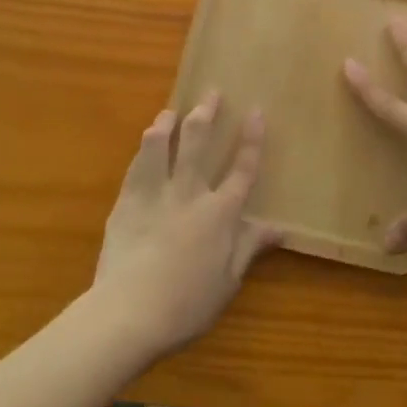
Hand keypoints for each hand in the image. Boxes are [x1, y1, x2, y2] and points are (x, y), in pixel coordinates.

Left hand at [92, 93, 282, 356]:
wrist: (129, 313)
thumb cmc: (186, 305)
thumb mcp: (228, 282)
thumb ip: (250, 248)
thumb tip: (280, 228)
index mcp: (220, 213)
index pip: (242, 168)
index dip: (252, 138)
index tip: (256, 111)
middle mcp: (190, 193)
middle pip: (198, 142)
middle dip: (206, 113)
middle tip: (211, 93)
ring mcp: (156, 194)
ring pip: (161, 145)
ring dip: (167, 124)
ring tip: (170, 112)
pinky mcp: (127, 202)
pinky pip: (136, 166)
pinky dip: (143, 150)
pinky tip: (145, 143)